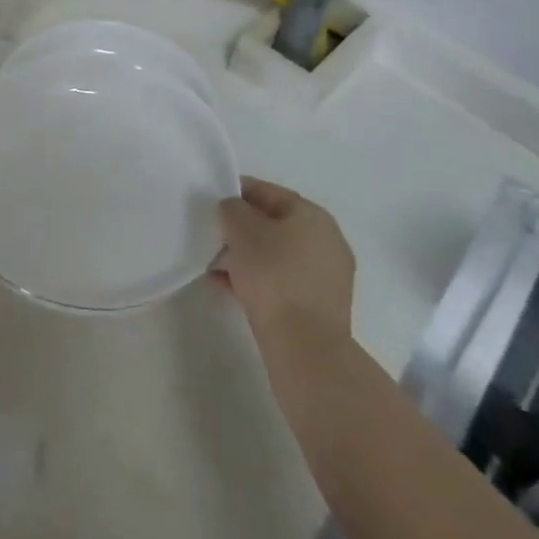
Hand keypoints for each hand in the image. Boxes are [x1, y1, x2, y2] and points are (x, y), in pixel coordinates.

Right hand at [215, 177, 355, 349]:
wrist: (304, 346)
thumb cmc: (273, 275)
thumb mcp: (241, 229)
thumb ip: (232, 208)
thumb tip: (234, 210)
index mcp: (313, 215)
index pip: (269, 192)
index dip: (237, 192)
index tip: (212, 201)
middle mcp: (326, 240)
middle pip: (274, 224)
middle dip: (241, 229)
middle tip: (212, 235)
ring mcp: (326, 276)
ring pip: (276, 255)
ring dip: (246, 257)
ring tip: (215, 265)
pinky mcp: (319, 306)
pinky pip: (281, 282)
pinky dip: (256, 280)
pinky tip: (227, 287)